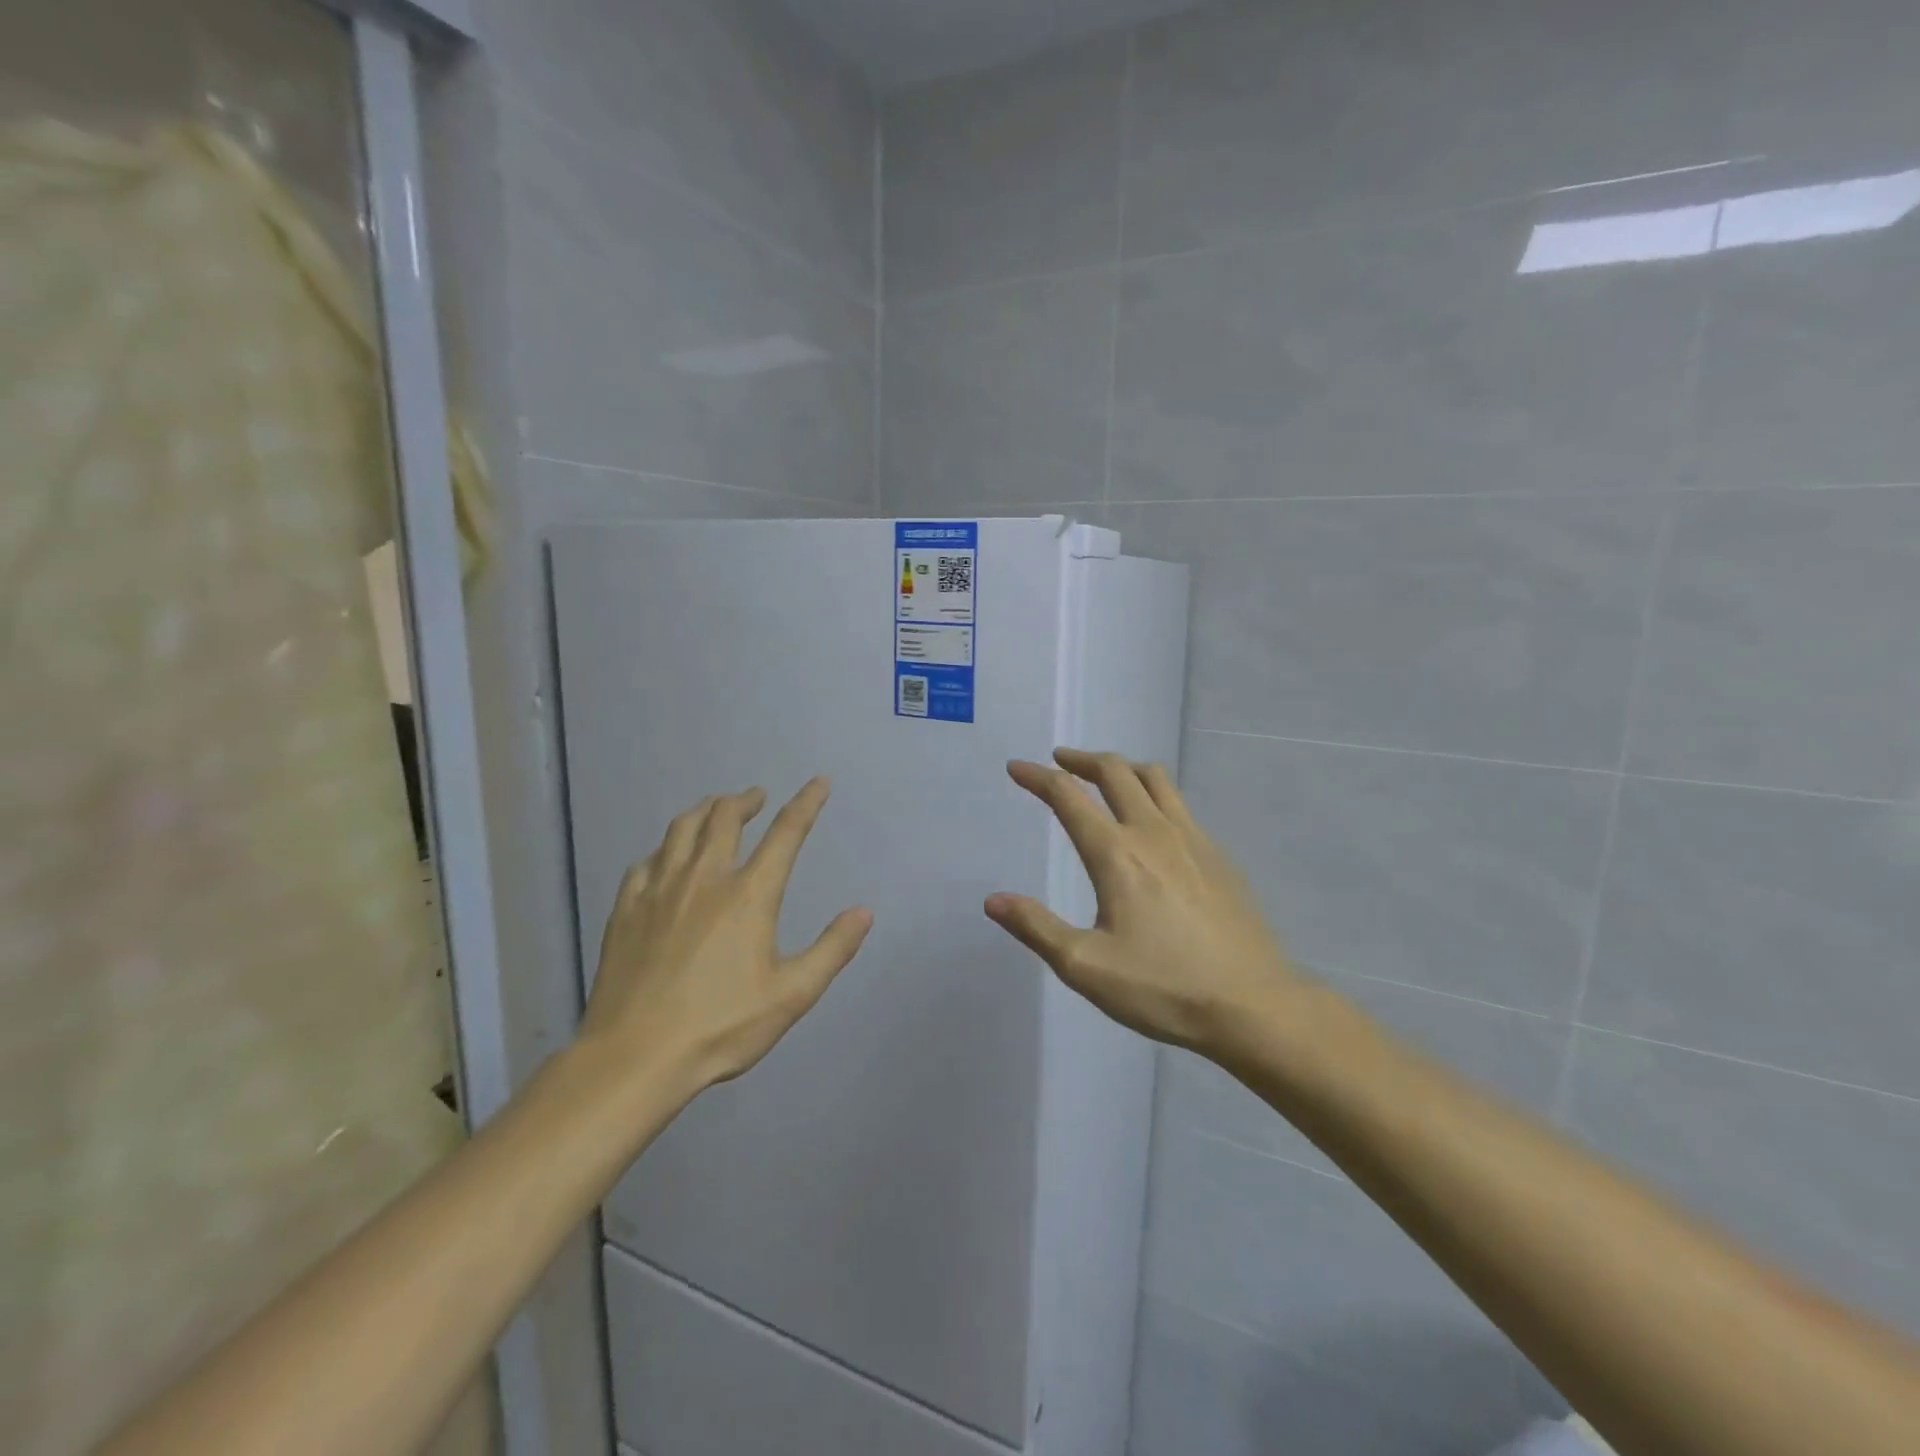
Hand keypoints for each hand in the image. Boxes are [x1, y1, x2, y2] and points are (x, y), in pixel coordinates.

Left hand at [579, 779, 872, 1096]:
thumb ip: (832, 949)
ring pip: (682, 828)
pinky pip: (647, 860)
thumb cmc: (721, 1025)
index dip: (806, 803)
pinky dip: (665, 847)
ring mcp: (659, 889)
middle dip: (745, 800)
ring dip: (704, 810)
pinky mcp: (626, 908)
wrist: (635, 1056)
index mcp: (749, 894)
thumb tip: (863, 911)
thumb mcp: (792, 995)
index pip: (786, 833)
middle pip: (725, 817)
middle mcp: (704, 878)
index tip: (819, 782)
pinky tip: (666, 856)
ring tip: (715, 809)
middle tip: (756, 797)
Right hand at [985, 749, 1305, 1057]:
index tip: (1017, 768)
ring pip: (1155, 779)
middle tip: (1060, 762)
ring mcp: (1193, 839)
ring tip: (1105, 777)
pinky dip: (1153, 794)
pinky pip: (1180, 804)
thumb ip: (1037, 928)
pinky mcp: (1219, 856)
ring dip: (1122, 768)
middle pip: (1115, 771)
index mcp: (1116, 854)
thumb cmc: (1164, 988)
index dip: (1038, 778)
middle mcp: (1154, 832)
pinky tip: (1152, 823)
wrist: (1253, 1005)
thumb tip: (993, 900)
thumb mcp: (1086, 967)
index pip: (1068, 796)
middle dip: (1081, 760)